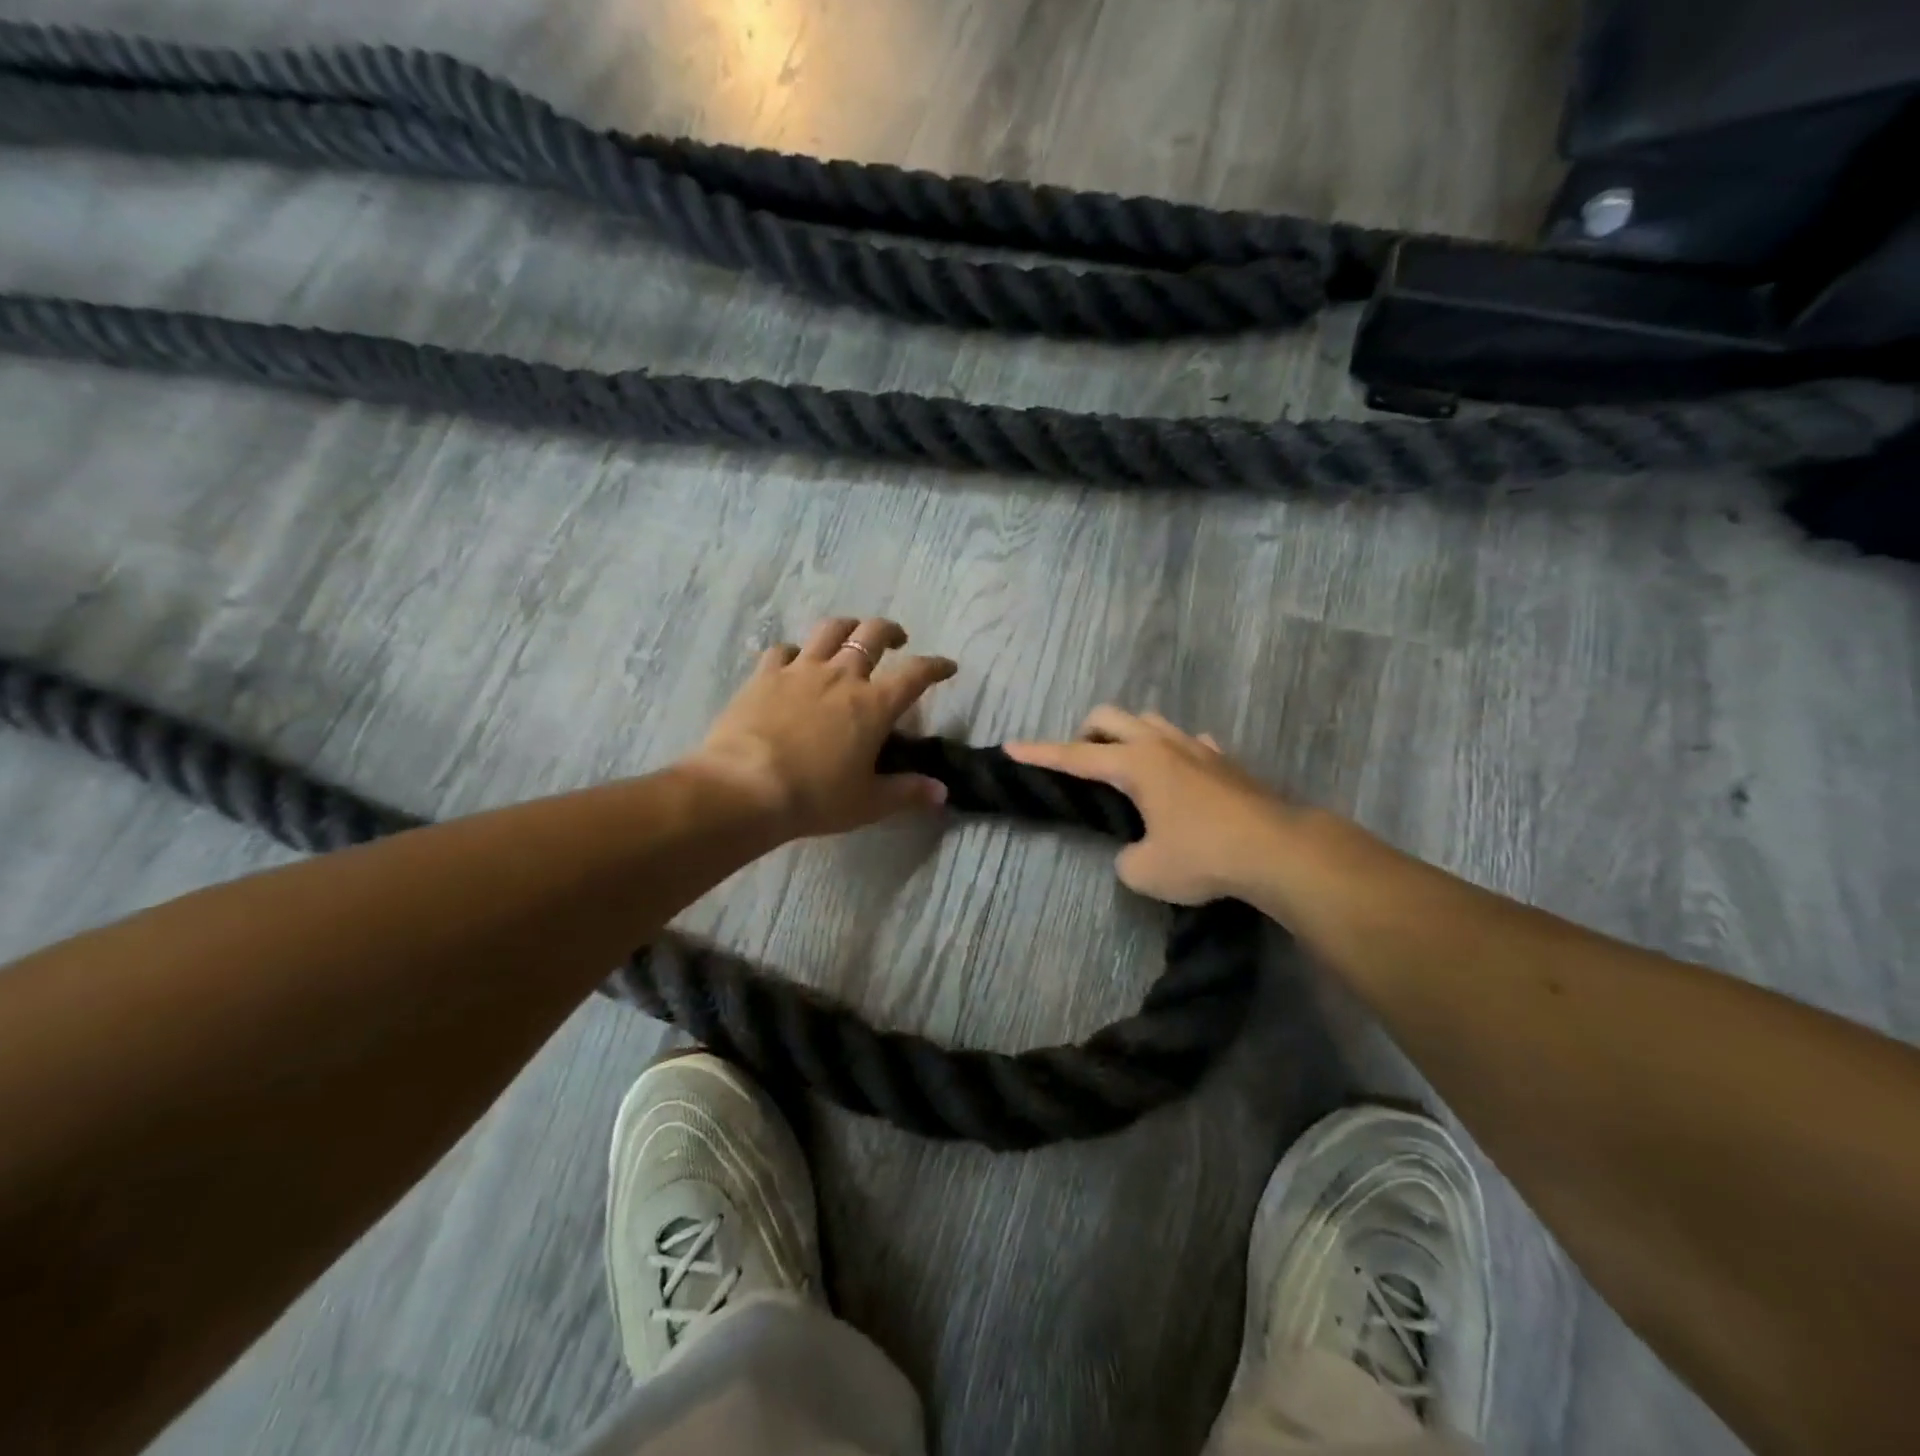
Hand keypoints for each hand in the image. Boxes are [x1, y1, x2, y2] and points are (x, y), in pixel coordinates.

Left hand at [687, 616, 957, 840]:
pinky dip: (796, 651)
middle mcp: (841, 676)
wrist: (745, 787)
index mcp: (873, 705)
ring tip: (851, 636)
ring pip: (830, 630)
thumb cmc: (815, 797)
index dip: (936, 666)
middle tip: (897, 640)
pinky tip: (795, 662)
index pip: (916, 674)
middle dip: (891, 631)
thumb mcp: (868, 803)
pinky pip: (784, 650)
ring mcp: (800, 671)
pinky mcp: (765, 676)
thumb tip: (942, 793)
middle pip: (873, 635)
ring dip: (848, 627)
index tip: (947, 666)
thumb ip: (907, 792)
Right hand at [1006, 708, 1297, 904]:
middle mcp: (1162, 745)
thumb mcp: (1146, 872)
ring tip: (1128, 770)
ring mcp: (1198, 748)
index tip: (1011, 747)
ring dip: (1128, 736)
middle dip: (1086, 734)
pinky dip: (1172, 752)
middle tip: (1083, 765)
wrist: (1278, 851)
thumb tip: (1136, 851)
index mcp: (1135, 764)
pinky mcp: (1225, 761)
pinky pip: (1188, 742)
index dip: (1039, 753)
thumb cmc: (1203, 857)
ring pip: (1150, 721)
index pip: (1074, 756)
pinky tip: (1179, 777)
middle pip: (1110, 717)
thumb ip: (1127, 859)